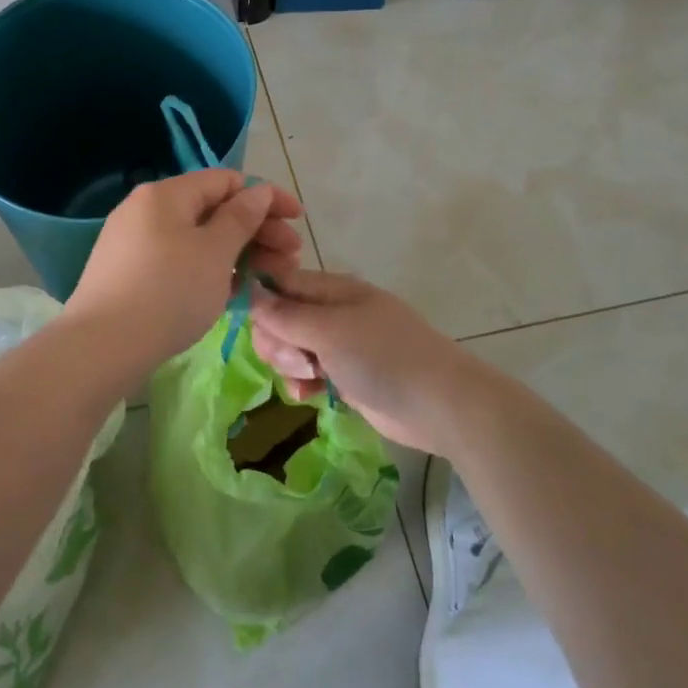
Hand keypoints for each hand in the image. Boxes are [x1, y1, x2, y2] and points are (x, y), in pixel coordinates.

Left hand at [65, 170, 304, 370]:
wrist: (101, 347)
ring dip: (237, 254)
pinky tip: (230, 293)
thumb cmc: (168, 292)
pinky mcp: (128, 273)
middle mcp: (146, 210)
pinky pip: (178, 260)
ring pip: (197, 239)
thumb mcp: (215, 253)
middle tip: (291, 259)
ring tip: (267, 279)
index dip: (267, 197)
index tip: (297, 221)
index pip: (226, 181)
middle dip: (257, 231)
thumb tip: (257, 192)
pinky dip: (209, 270)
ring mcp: (133, 242)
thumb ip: (241, 218)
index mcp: (166, 194)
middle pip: (213, 210)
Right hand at [250, 270, 488, 454]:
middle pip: (281, 318)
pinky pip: (308, 372)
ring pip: (291, 348)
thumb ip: (284, 314)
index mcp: (332, 289)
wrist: (440, 404)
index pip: (280, 283)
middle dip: (277, 340)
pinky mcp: (346, 375)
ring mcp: (341, 344)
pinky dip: (303, 382)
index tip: (256, 327)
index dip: (261, 303)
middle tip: (295, 359)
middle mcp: (333, 311)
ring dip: (289, 365)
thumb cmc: (382, 357)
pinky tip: (309, 395)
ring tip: (309, 378)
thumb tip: (248, 290)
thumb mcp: (328, 331)